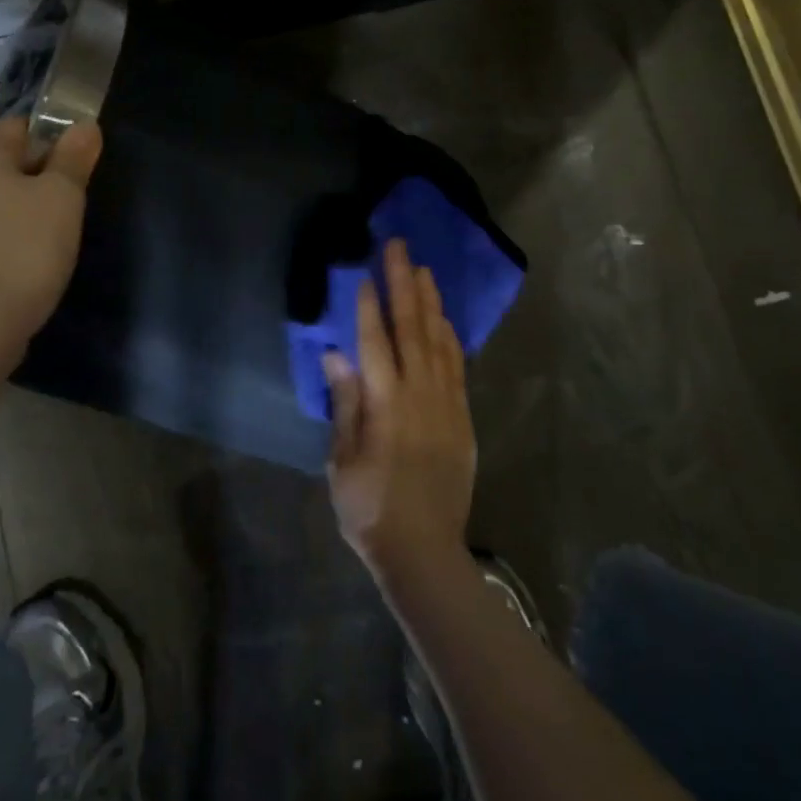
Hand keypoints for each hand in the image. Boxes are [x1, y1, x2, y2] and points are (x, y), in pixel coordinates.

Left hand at [0, 117, 102, 351]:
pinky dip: (3, 240)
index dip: (55, 139)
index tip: (81, 167)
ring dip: (20, 211)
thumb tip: (84, 125)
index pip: (22, 126)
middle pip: (4, 163)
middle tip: (71, 203)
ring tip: (52, 237)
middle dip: (38, 177)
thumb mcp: (63, 196)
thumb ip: (73, 157)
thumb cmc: (22, 247)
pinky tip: (23, 262)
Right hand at [325, 239, 475, 580]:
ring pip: (438, 341)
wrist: (424, 551)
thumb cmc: (369, 509)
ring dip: (429, 302)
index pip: (375, 342)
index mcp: (385, 405)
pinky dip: (449, 336)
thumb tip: (337, 355)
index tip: (365, 272)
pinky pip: (456, 366)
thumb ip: (346, 404)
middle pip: (410, 328)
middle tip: (398, 248)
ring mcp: (446, 404)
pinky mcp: (462, 418)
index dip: (368, 306)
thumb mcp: (342, 461)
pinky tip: (443, 318)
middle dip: (403, 284)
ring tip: (423, 269)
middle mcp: (419, 395)